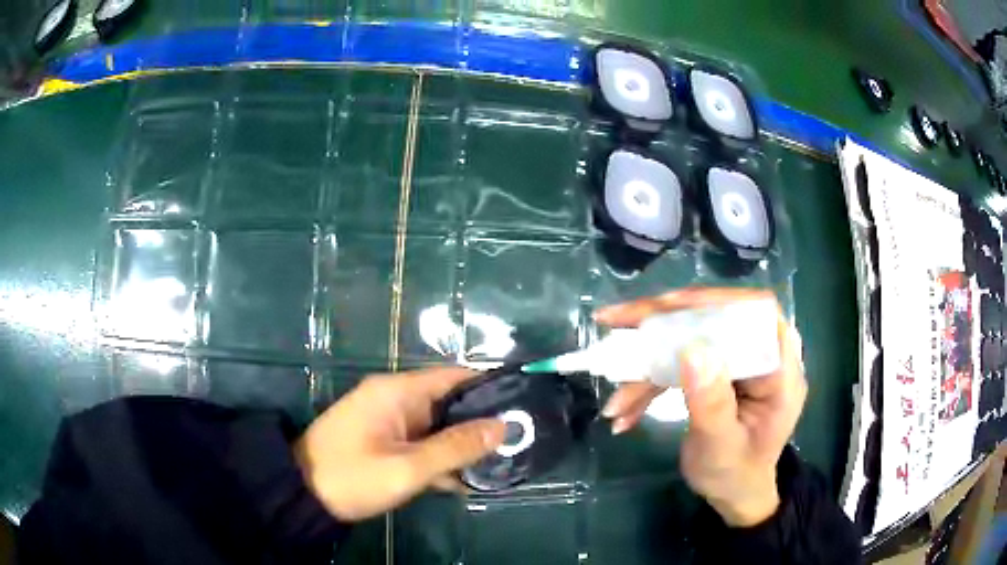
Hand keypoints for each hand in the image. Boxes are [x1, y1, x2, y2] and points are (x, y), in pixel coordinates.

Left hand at [293, 367, 505, 521]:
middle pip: (449, 402)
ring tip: (504, 462)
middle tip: (520, 440)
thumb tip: (503, 426)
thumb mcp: (407, 467)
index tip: (523, 404)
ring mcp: (389, 422)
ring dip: (463, 445)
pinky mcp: (385, 442)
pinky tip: (467, 480)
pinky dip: (442, 458)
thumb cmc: (352, 476)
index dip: (489, 387)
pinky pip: (422, 444)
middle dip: (481, 422)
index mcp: (398, 392)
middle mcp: (395, 399)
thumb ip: (455, 448)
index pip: (454, 377)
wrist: (302, 495)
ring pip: (438, 427)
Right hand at [595, 287, 806, 526]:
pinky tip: (624, 411)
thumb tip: (691, 349)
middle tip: (615, 322)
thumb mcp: (722, 446)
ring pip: (689, 337)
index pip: (753, 313)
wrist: (734, 493)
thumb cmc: (736, 475)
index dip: (710, 303)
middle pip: (713, 317)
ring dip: (646, 362)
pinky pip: (679, 361)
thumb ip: (711, 402)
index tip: (664, 307)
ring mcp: (737, 360)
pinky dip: (649, 382)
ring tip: (614, 400)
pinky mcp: (716, 369)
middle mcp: (761, 354)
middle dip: (661, 324)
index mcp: (780, 368)